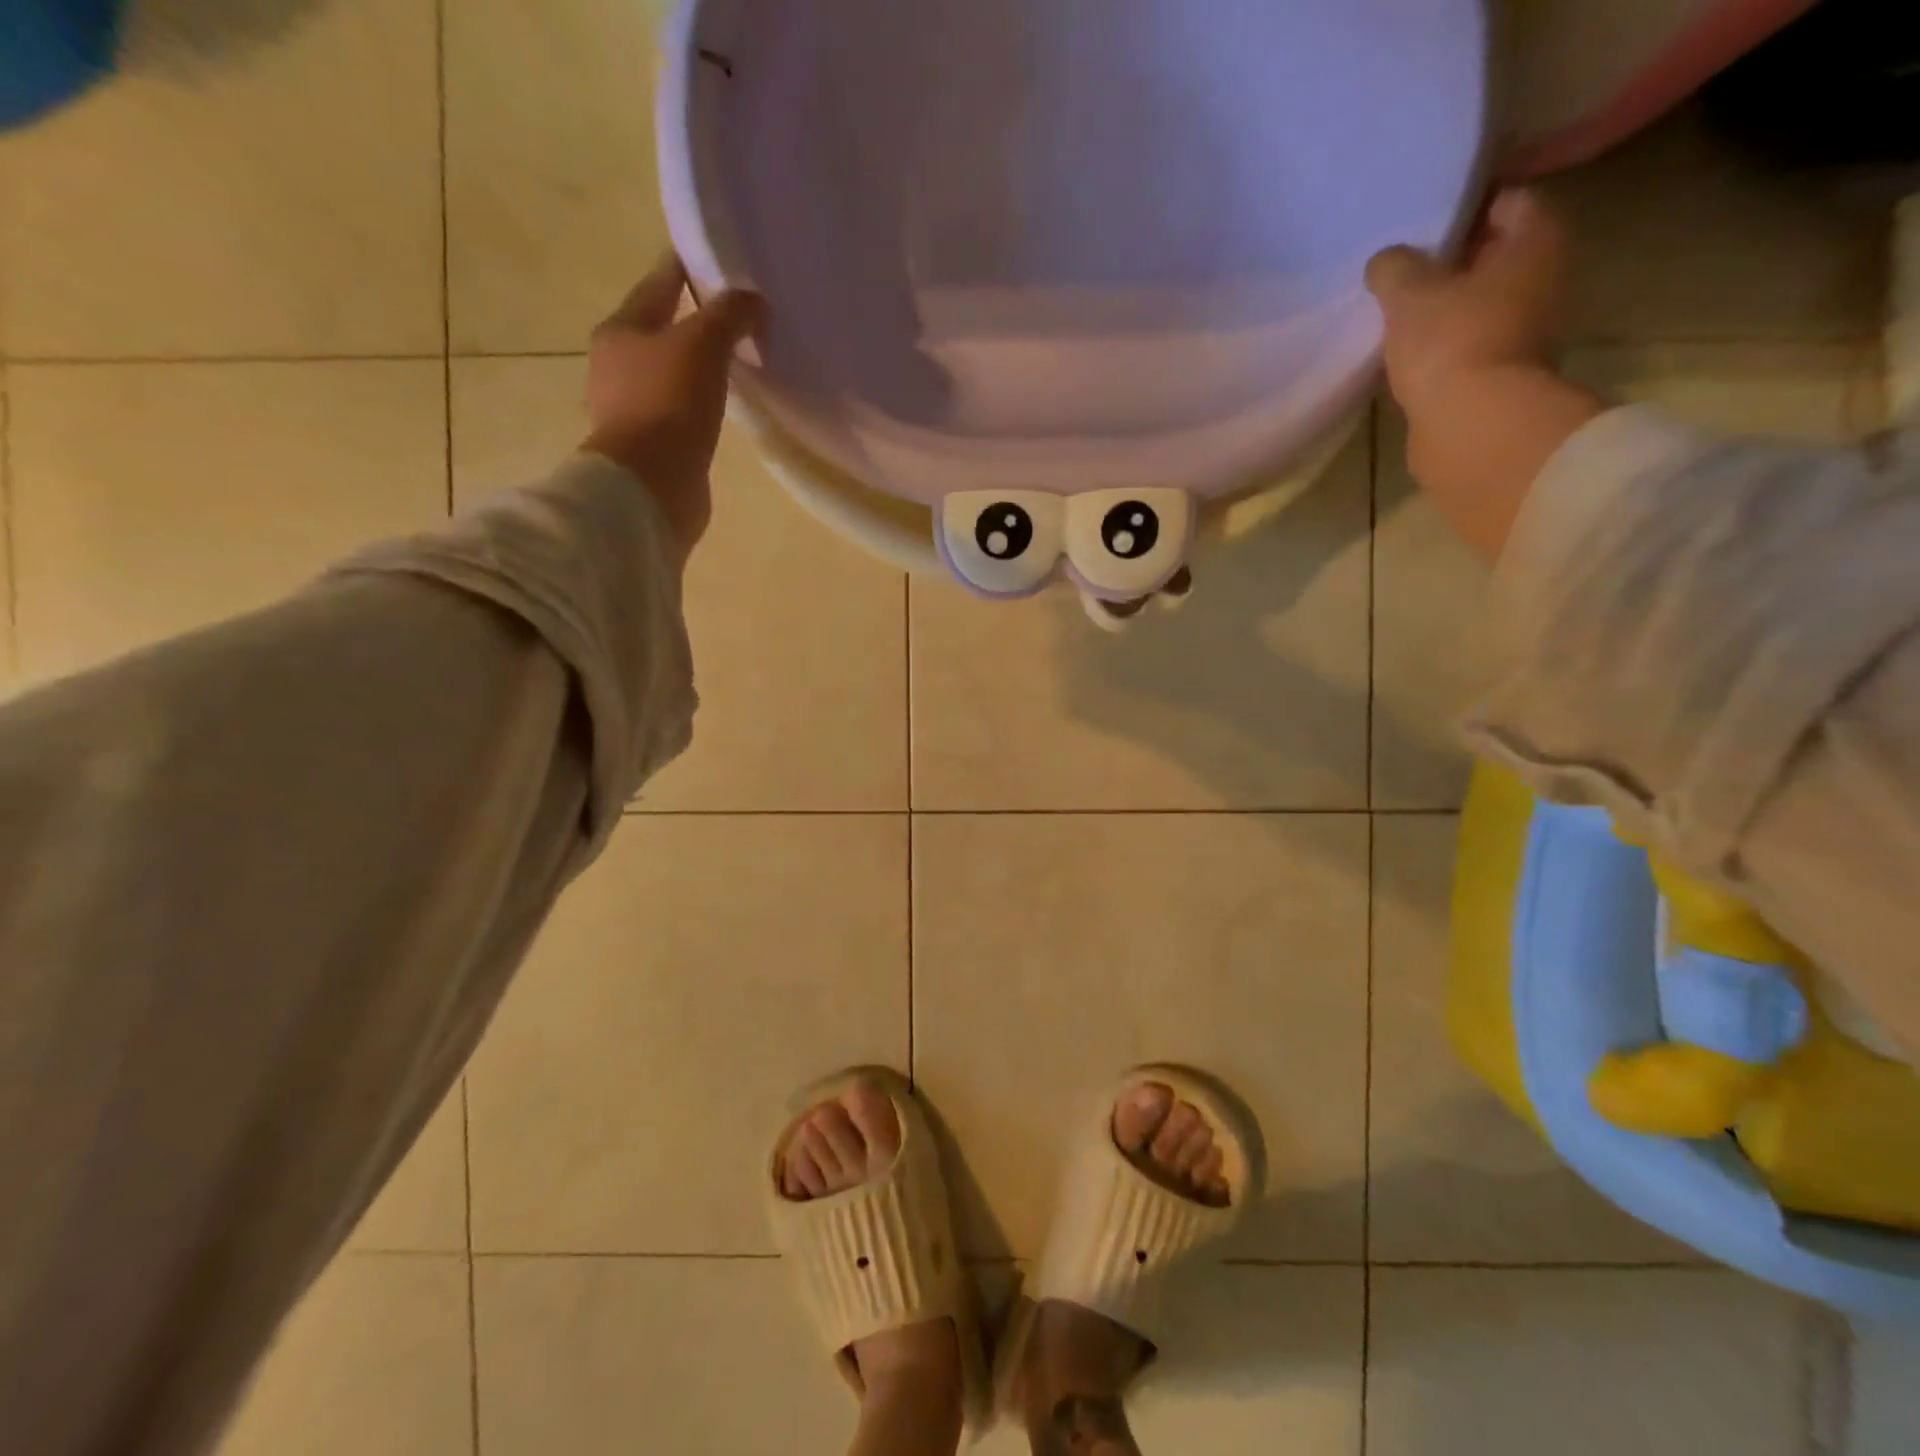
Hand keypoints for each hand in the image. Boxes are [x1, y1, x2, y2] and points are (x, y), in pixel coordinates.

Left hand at [583, 257, 764, 565]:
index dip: (687, 268)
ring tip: (733, 363)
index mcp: (621, 330)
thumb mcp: (702, 345)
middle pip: (660, 330)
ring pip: (670, 374)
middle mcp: (617, 365)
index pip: (658, 284)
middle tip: (734, 316)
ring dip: (696, 367)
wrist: (650, 487)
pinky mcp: (651, 447)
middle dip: (693, 321)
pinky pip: (679, 412)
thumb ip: (729, 316)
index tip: (717, 260)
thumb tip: (753, 299)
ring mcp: (631, 409)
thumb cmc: (669, 406)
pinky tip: (720, 408)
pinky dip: (698, 404)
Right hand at [1361, 191, 1596, 561]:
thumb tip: (1385, 261)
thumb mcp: (1409, 293)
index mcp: (1536, 242)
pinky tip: (1405, 355)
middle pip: (1494, 257)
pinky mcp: (1500, 378)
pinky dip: (1442, 348)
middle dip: (1452, 261)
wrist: (1472, 428)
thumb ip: (1394, 267)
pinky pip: (1467, 348)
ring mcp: (1525, 334)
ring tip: (1396, 314)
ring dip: (1445, 309)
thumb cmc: (1450, 343)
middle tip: (1402, 268)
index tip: (1422, 221)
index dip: (1464, 206)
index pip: (1507, 201)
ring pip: (1479, 306)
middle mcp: (1543, 281)